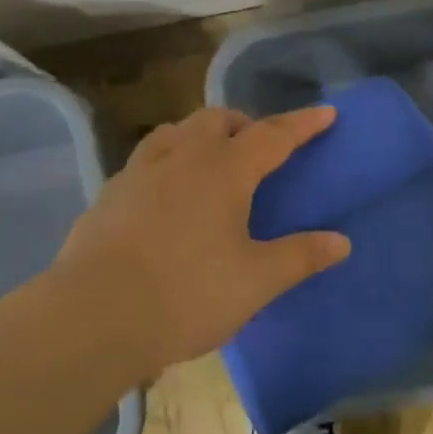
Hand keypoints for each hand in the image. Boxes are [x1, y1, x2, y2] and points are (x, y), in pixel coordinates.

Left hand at [48, 105, 350, 374]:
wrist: (90, 320)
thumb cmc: (186, 294)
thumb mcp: (255, 281)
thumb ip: (300, 256)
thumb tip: (342, 242)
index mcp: (224, 170)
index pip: (273, 134)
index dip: (303, 124)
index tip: (327, 113)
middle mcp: (181, 158)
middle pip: (217, 119)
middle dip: (245, 125)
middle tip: (260, 150)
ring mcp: (138, 174)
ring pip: (175, 132)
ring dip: (201, 136)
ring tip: (212, 163)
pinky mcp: (107, 198)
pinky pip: (146, 162)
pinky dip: (168, 164)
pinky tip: (167, 198)